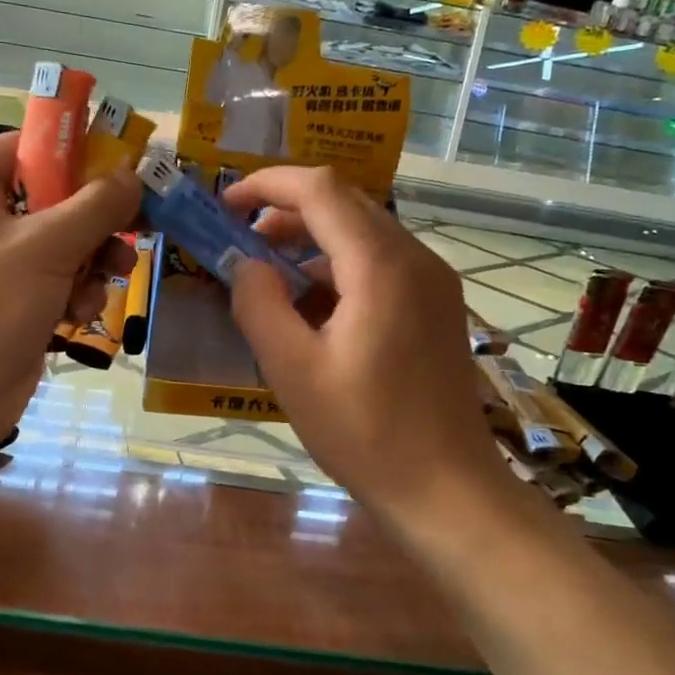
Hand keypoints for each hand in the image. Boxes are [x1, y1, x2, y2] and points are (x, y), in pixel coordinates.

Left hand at [0, 134, 138, 436]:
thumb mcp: (49, 245)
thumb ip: (97, 206)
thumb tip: (133, 179)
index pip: (25, 150)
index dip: (75, 156)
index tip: (120, 170)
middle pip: (50, 201)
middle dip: (94, 223)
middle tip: (133, 229)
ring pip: (58, 246)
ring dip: (90, 263)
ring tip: (110, 280)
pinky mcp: (3, 305)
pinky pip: (49, 283)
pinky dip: (70, 295)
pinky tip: (78, 317)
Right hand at [221, 167, 509, 526]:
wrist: (447, 490)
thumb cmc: (364, 433)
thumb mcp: (292, 370)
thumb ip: (258, 304)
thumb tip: (244, 263)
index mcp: (381, 266)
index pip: (320, 190)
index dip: (267, 184)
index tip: (226, 204)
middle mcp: (415, 259)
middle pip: (345, 204)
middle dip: (287, 212)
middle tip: (241, 242)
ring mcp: (433, 282)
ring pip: (363, 233)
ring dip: (311, 242)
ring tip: (269, 280)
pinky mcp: (437, 305)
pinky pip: (381, 263)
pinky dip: (338, 268)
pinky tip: (312, 309)